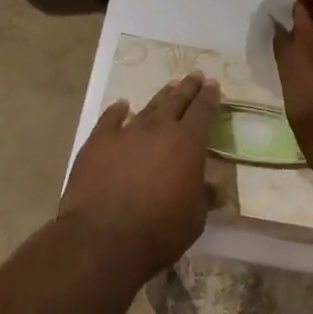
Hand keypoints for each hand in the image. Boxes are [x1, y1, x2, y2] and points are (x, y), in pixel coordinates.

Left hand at [59, 73, 220, 280]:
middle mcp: (159, 129)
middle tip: (196, 75)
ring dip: (161, 96)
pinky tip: (121, 105)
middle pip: (177, 101)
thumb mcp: (194, 218)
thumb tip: (214, 189)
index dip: (210, 97)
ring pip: (148, 106)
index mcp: (188, 143)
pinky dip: (118, 110)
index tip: (214, 85)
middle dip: (189, 87)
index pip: (203, 112)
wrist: (103, 238)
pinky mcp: (98, 141)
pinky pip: (110, 118)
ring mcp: (126, 132)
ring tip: (170, 86)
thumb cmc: (158, 230)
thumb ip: (204, 197)